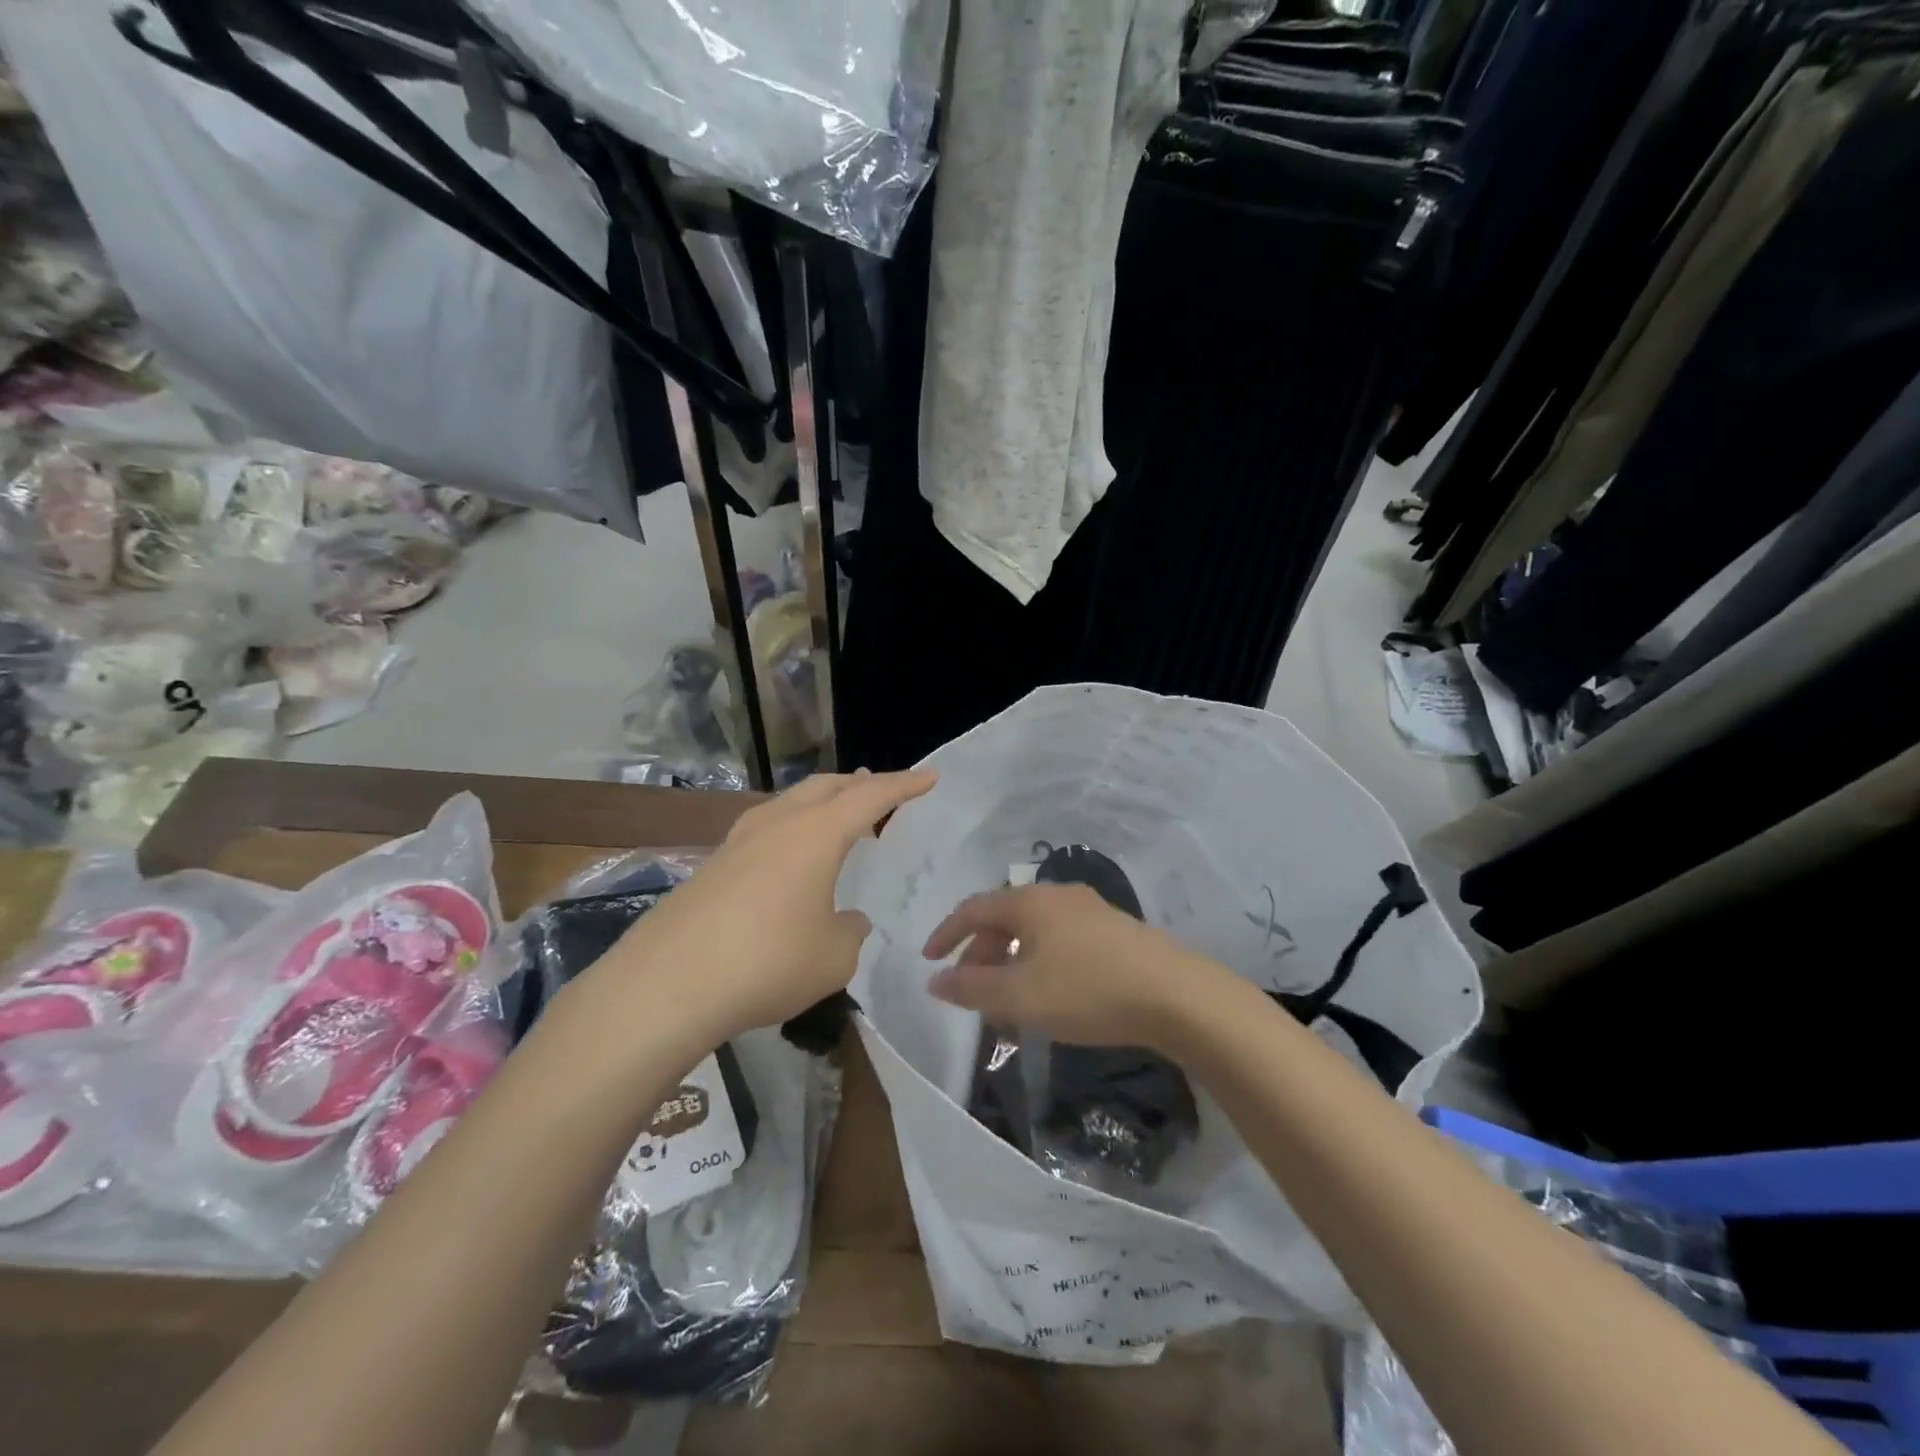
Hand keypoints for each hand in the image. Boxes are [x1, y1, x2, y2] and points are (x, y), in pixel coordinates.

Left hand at [606, 769, 936, 1045]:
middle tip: (879, 789)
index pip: (871, 797)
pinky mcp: (712, 865)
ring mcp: (739, 841)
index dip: (903, 785)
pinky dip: (791, 829)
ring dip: (820, 803)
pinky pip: (764, 830)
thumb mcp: (833, 957)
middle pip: (825, 787)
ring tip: (836, 816)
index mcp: (816, 834)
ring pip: (789, 803)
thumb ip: (850, 931)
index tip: (928, 776)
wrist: (668, 984)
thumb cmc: (768, 963)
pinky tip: (788, 857)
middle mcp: (778, 824)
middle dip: (857, 784)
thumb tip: (846, 920)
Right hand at [922, 884, 1233, 1051]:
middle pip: (1004, 919)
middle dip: (980, 955)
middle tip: (971, 993)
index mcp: (1029, 902)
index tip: (929, 962)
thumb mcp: (1019, 997)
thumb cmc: (1086, 990)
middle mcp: (1057, 895)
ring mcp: (1090, 910)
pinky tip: (1049, 999)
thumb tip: (936, 980)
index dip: (946, 934)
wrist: (1175, 995)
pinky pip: (1060, 942)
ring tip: (1008, 1005)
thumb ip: (971, 989)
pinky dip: (1040, 965)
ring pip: (1034, 933)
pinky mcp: (1114, 931)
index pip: (973, 909)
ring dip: (1011, 964)